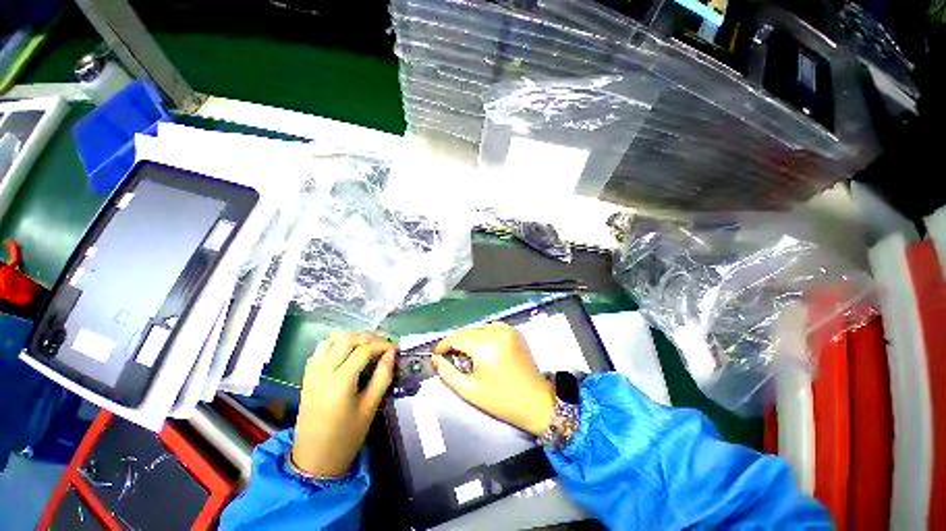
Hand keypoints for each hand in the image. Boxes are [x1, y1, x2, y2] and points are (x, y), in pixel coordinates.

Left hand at [292, 332, 395, 476]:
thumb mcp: (370, 407)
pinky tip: (347, 350)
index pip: (364, 350)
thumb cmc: (346, 436)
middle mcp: (323, 371)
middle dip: (369, 337)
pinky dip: (336, 343)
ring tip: (368, 343)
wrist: (314, 459)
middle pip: (347, 340)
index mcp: (340, 382)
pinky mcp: (307, 376)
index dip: (382, 345)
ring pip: (332, 340)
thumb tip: (391, 354)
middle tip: (384, 344)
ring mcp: (312, 372)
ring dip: (352, 337)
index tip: (395, 348)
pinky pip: (320, 349)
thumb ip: (382, 377)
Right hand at [434, 323, 554, 435]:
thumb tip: (436, 358)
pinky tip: (484, 348)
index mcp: (485, 348)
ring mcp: (507, 330)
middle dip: (456, 342)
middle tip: (453, 358)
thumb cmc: (502, 400)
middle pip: (467, 331)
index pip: (456, 338)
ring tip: (470, 355)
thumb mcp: (470, 391)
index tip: (437, 353)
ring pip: (478, 328)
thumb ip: (447, 373)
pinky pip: (491, 327)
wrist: (535, 400)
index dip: (444, 345)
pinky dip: (484, 334)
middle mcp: (496, 334)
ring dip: (470, 338)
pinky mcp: (514, 332)